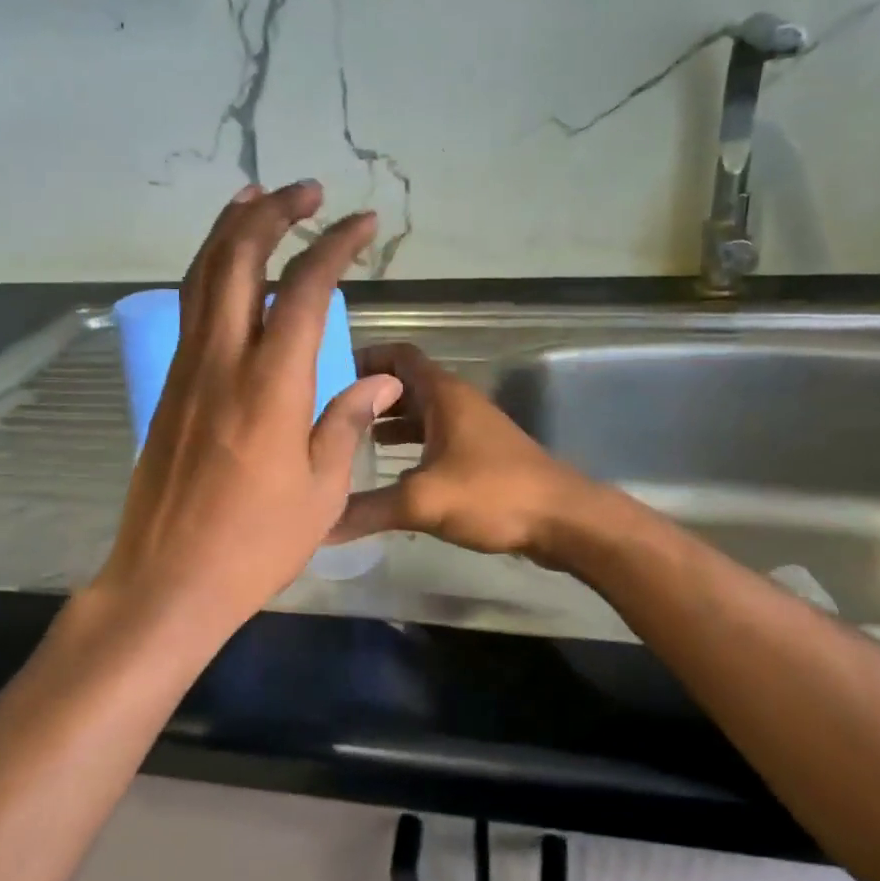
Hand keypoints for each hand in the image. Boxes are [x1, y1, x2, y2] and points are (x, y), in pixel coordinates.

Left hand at [92, 181, 402, 634]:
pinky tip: (226, 269)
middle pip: (237, 261)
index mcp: (270, 386)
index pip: (304, 291)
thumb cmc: (255, 544)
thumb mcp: (321, 490)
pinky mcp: (168, 389)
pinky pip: (188, 311)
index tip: (362, 223)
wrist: (168, 580)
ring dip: (230, 230)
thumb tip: (381, 381)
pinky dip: (209, 272)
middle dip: (272, 213)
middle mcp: (222, 362)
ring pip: (201, 277)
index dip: (334, 246)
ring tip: (256, 199)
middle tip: (305, 190)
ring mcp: (186, 372)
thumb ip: (347, 422)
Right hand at [329, 342, 596, 564]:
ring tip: (348, 445)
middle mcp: (457, 403)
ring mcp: (471, 430)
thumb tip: (317, 525)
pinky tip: (388, 476)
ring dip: (387, 425)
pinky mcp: (480, 457)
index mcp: (443, 395)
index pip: (399, 355)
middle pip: (404, 386)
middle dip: (367, 397)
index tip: (327, 376)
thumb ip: (366, 510)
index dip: (364, 357)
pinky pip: (434, 441)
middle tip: (327, 417)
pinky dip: (408, 449)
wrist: (563, 520)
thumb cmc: (493, 494)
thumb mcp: (423, 501)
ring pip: (420, 416)